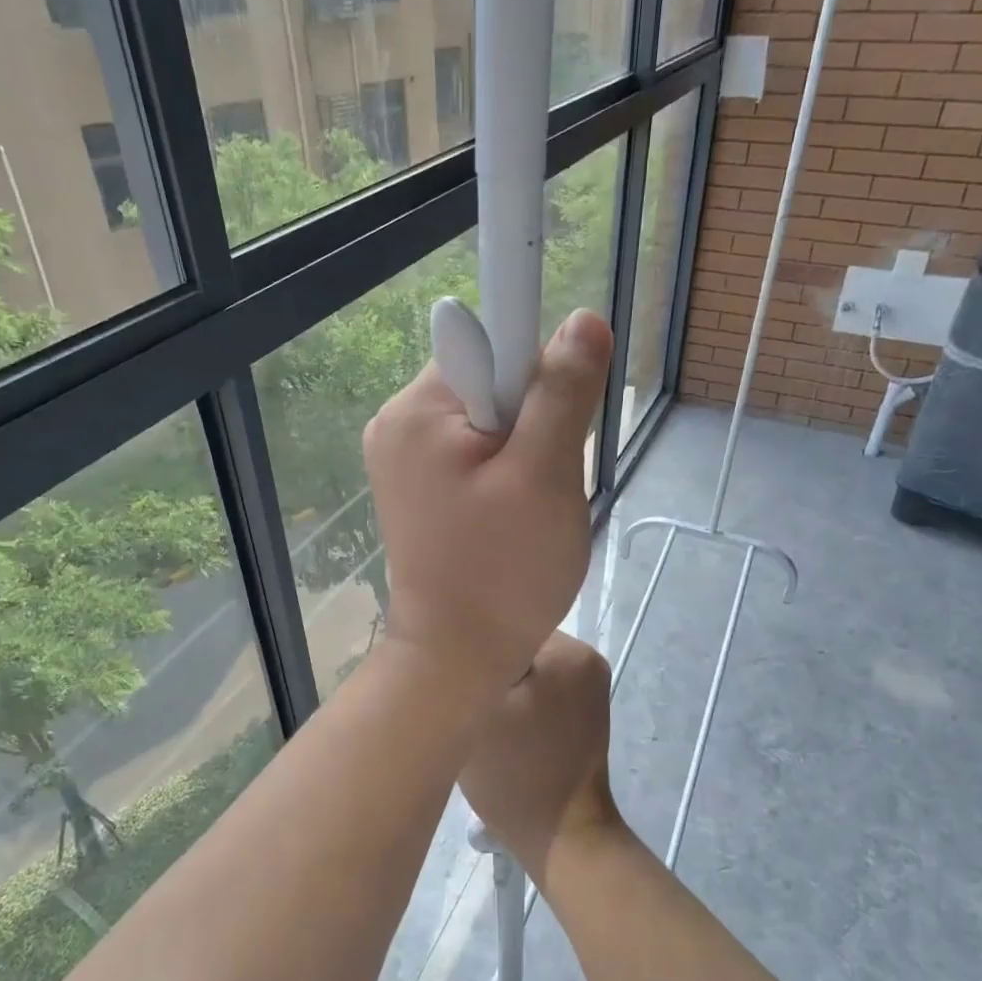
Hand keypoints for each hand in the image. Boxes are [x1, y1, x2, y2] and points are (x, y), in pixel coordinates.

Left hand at [364, 310, 611, 696]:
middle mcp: (398, 422)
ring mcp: (403, 457)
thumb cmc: (502, 573)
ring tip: (526, 509)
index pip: (490, 340)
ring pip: (489, 418)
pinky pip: (474, 451)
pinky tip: (509, 516)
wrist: (456, 659)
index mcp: (418, 411)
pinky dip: (504, 472)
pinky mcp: (416, 486)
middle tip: (543, 484)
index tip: (557, 417)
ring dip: (524, 450)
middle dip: (533, 420)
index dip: (537, 367)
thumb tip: (583, 321)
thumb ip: (562, 393)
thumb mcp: (544, 477)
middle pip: (491, 379)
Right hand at [457, 631, 624, 883]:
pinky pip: (545, 686)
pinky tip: (508, 725)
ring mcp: (592, 685)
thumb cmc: (515, 775)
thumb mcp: (479, 713)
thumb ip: (468, 666)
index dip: (475, 649)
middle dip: (492, 666)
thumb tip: (456, 637)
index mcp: (569, 652)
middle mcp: (588, 658)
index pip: (505, 627)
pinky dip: (524, 699)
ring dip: (507, 683)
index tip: (454, 675)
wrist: (561, 838)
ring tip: (486, 714)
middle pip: (520, 645)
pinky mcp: (588, 710)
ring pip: (530, 666)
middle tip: (466, 698)